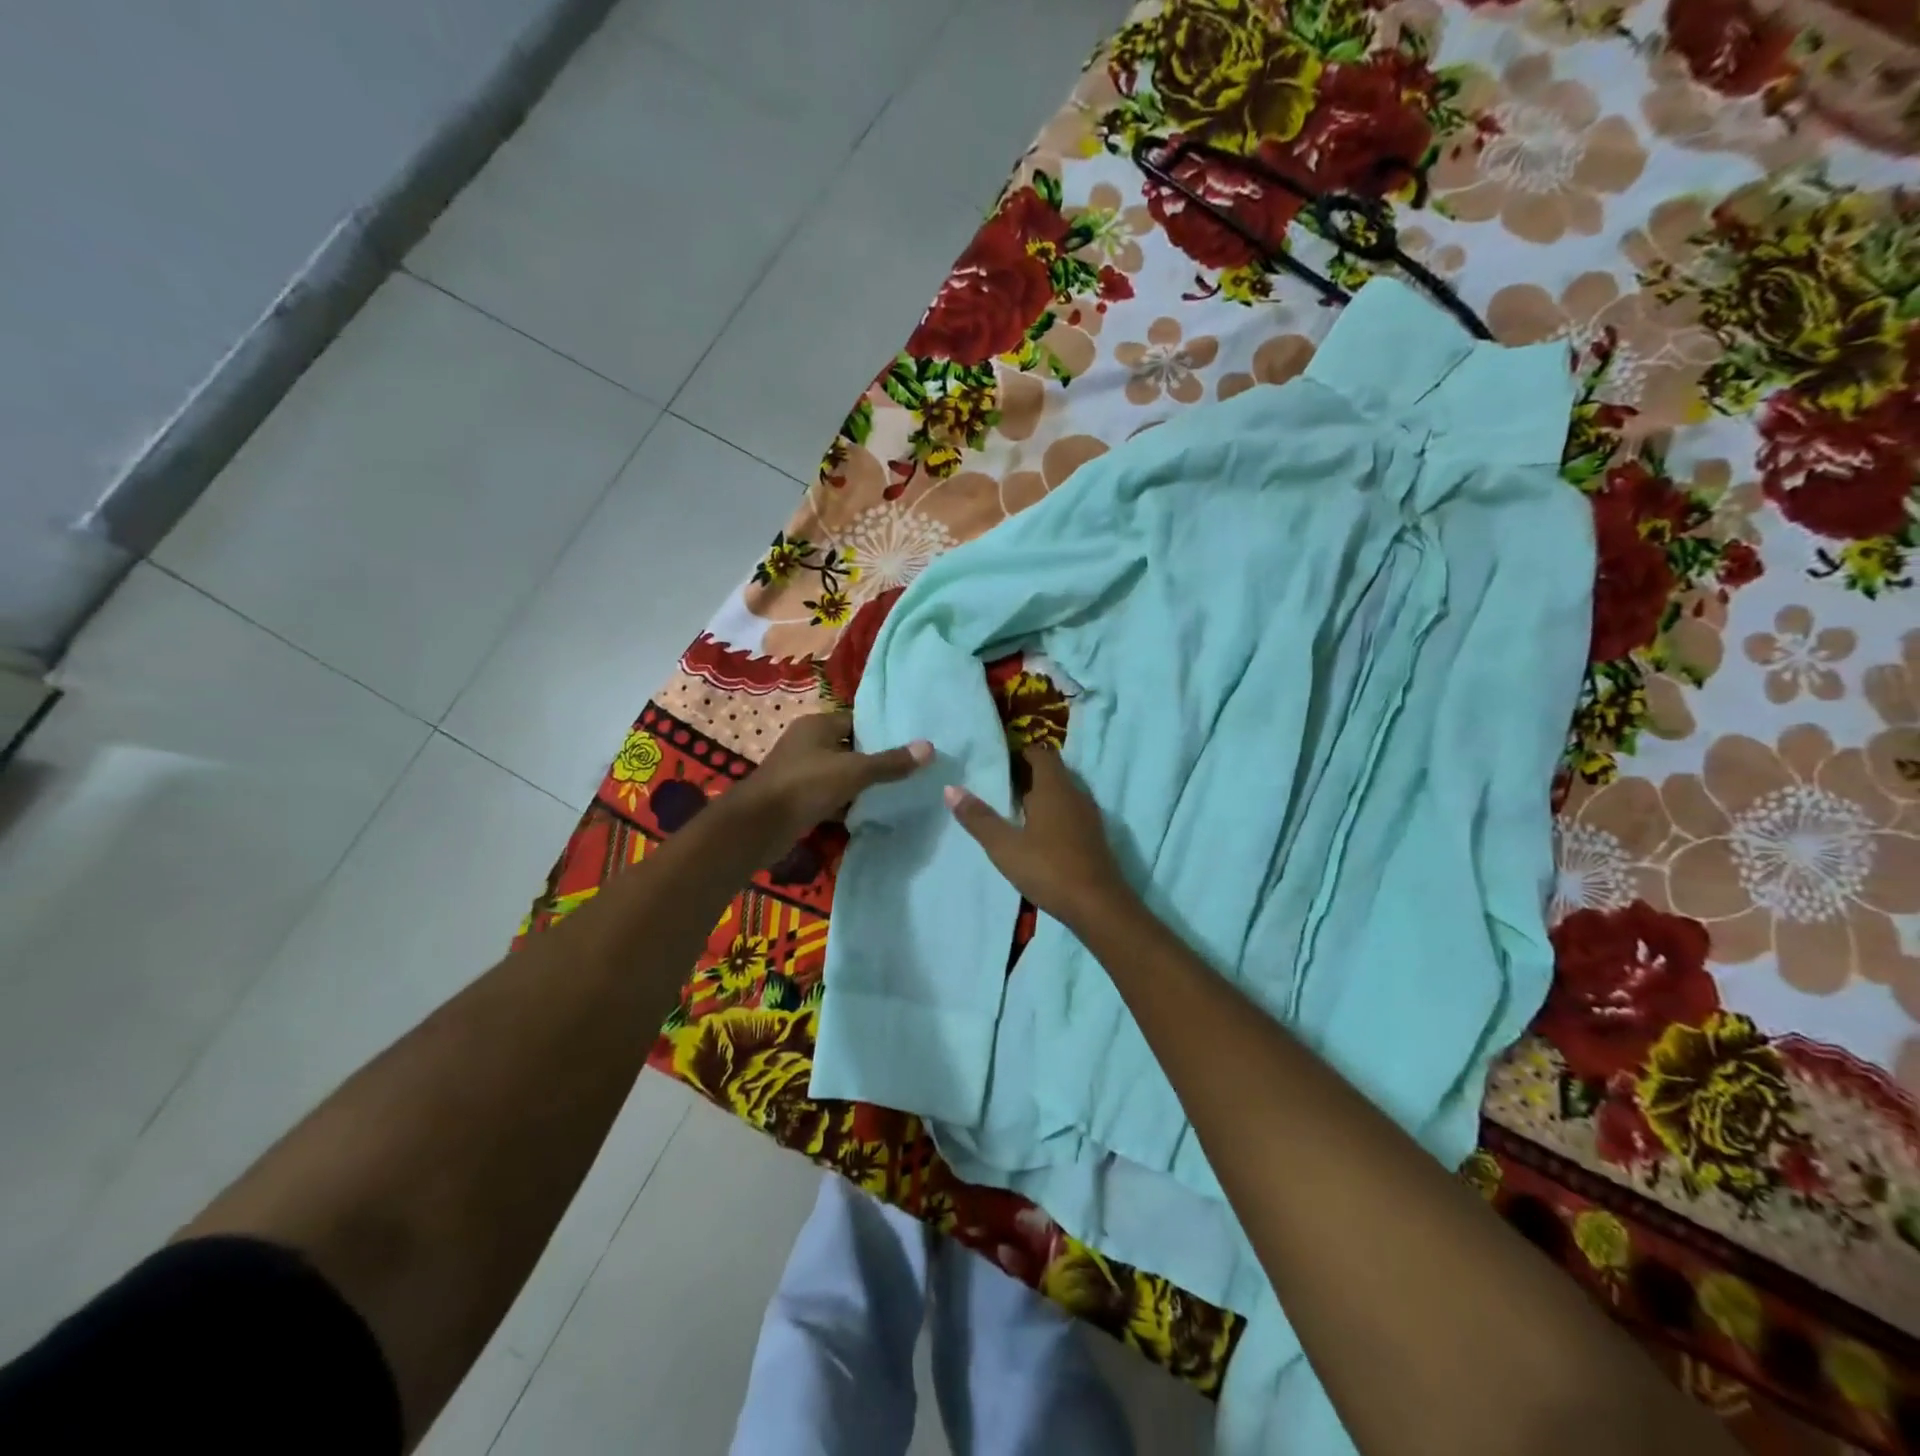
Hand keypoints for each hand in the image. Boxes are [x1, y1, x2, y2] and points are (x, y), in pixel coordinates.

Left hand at [730, 711, 930, 857]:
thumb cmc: (806, 786)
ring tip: (894, 792)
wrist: (758, 826)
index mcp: (817, 725)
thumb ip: (890, 762)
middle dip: (874, 760)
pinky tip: (867, 813)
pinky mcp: (796, 798)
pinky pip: (828, 795)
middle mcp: (807, 743)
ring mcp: (799, 771)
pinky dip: (845, 803)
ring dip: (860, 784)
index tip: (908, 746)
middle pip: (849, 747)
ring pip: (839, 774)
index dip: (881, 732)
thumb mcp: (854, 771)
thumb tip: (929, 748)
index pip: (856, 721)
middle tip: (907, 771)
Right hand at [945, 748, 1134, 930]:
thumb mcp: (1005, 846)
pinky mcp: (1094, 838)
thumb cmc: (1049, 869)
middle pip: (1054, 773)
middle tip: (1001, 785)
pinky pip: (1071, 813)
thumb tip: (951, 789)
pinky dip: (1054, 815)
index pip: (1042, 754)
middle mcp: (1076, 795)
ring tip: (1016, 810)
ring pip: (1064, 794)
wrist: (1099, 907)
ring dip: (1043, 796)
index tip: (1001, 760)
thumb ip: (979, 818)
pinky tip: (1039, 835)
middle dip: (1030, 775)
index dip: (1023, 752)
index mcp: (1055, 788)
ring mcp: (1089, 817)